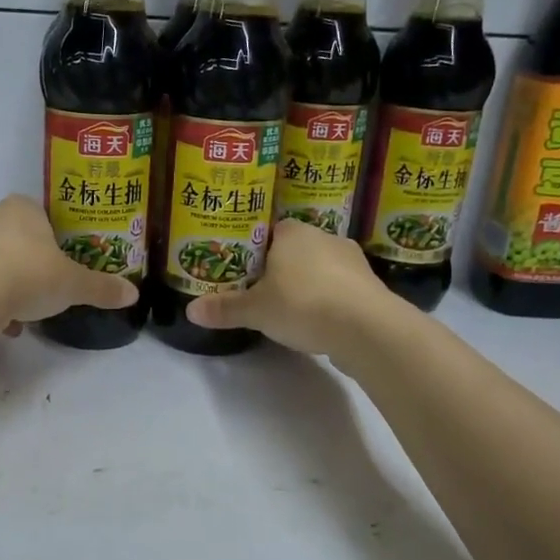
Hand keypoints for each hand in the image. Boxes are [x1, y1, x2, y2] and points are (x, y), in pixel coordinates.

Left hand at [0, 195, 139, 332]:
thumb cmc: (30, 274)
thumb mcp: (74, 284)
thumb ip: (102, 287)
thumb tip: (133, 294)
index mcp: (22, 207)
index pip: (41, 216)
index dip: (53, 239)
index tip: (62, 263)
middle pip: (16, 238)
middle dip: (30, 262)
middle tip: (46, 287)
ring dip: (8, 283)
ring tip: (25, 312)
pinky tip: (4, 323)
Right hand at [184, 219, 387, 355]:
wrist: (367, 328)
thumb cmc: (303, 304)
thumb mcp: (255, 310)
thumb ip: (224, 308)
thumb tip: (190, 311)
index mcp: (294, 232)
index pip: (270, 231)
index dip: (255, 249)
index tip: (244, 269)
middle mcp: (325, 237)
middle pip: (295, 249)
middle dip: (280, 268)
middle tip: (261, 291)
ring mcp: (352, 261)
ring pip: (320, 268)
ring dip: (307, 284)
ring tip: (289, 309)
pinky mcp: (369, 286)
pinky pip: (340, 288)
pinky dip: (328, 300)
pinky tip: (318, 320)